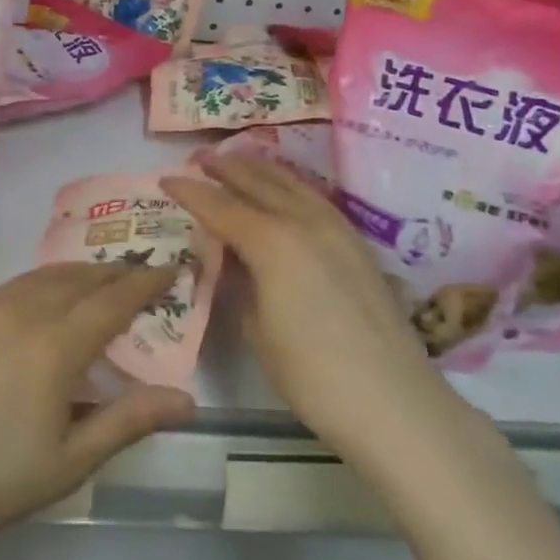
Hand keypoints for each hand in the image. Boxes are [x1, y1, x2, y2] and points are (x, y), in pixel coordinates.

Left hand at [0, 263, 195, 558]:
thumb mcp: (67, 462)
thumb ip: (127, 422)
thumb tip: (187, 400)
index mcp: (56, 346)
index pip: (114, 300)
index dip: (146, 282)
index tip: (170, 268)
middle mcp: (22, 313)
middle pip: (79, 279)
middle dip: (114, 272)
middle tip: (138, 273)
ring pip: (41, 277)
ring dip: (77, 274)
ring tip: (95, 281)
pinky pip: (9, 287)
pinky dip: (39, 284)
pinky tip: (38, 300)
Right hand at [165, 154, 448, 465]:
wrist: (393, 402)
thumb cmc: (311, 374)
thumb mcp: (256, 329)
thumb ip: (239, 284)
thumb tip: (231, 259)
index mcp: (273, 242)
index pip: (221, 206)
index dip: (191, 192)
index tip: (165, 179)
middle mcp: (306, 222)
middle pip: (260, 183)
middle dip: (227, 167)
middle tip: (200, 157)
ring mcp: (338, 230)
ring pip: (293, 184)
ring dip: (261, 169)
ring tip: (239, 160)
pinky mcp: (358, 245)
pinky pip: (315, 199)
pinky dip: (291, 186)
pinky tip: (286, 192)